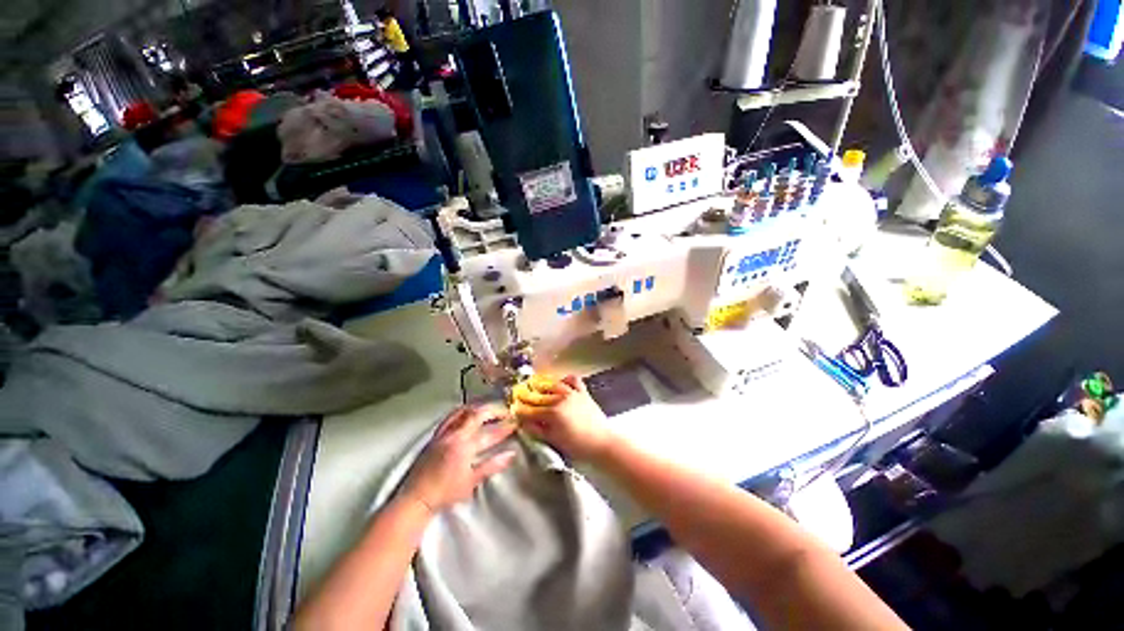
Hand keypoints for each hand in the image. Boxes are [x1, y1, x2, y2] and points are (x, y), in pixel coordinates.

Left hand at [402, 404, 516, 513]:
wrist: (416, 498)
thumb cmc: (446, 492)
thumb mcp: (472, 480)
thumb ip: (492, 465)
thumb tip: (511, 454)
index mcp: (464, 445)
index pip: (488, 430)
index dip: (503, 425)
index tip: (514, 422)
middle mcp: (454, 434)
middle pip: (476, 414)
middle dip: (493, 411)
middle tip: (504, 412)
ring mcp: (443, 433)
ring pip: (462, 411)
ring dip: (478, 407)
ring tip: (489, 408)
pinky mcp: (435, 436)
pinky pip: (450, 417)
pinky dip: (462, 411)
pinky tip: (467, 413)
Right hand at [511, 375, 616, 461]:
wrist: (602, 442)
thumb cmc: (577, 445)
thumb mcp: (554, 440)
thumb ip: (537, 430)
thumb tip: (523, 422)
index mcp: (552, 413)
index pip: (530, 410)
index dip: (520, 410)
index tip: (513, 409)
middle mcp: (560, 399)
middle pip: (539, 396)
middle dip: (527, 396)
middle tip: (519, 396)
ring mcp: (572, 393)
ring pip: (553, 385)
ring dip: (543, 385)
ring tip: (536, 387)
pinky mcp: (582, 391)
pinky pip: (572, 379)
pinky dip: (565, 379)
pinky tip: (560, 383)